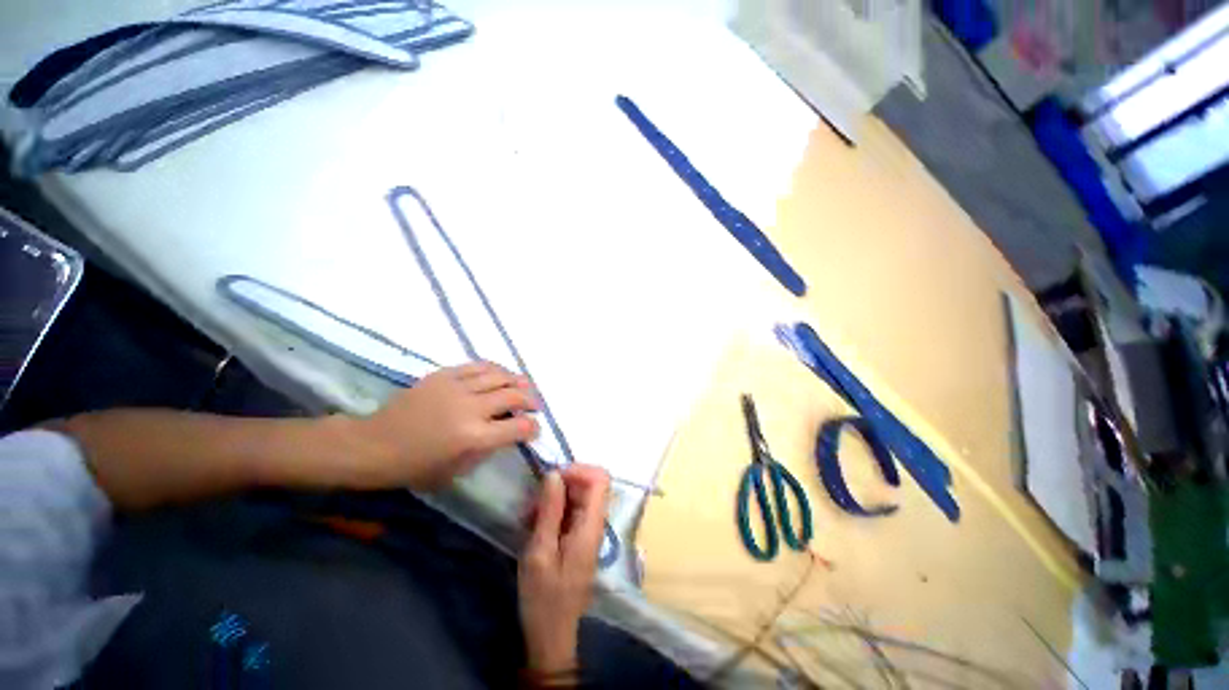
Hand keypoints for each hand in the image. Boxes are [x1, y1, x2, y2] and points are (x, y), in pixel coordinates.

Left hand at [344, 362, 539, 490]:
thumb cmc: (416, 466)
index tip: (535, 428)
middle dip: (531, 401)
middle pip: (515, 396)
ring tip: (523, 387)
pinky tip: (501, 374)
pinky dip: (496, 369)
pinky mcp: (444, 375)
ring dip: (518, 381)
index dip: (533, 427)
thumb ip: (488, 449)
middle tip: (534, 406)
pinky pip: (479, 366)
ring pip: (500, 376)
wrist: (375, 444)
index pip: (519, 427)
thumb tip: (509, 432)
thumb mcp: (458, 470)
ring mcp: (457, 387)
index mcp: (474, 437)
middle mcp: (471, 408)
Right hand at [518, 465, 610, 673]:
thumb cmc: (544, 597)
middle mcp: (594, 523)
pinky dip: (552, 511)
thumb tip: (555, 473)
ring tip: (528, 516)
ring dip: (553, 499)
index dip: (579, 470)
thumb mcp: (540, 552)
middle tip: (533, 501)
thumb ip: (550, 510)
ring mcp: (587, 531)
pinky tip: (533, 525)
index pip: (601, 479)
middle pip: (588, 485)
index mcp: (591, 525)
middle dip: (560, 485)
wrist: (551, 635)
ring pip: (577, 497)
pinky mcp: (578, 539)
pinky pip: (569, 512)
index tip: (552, 478)